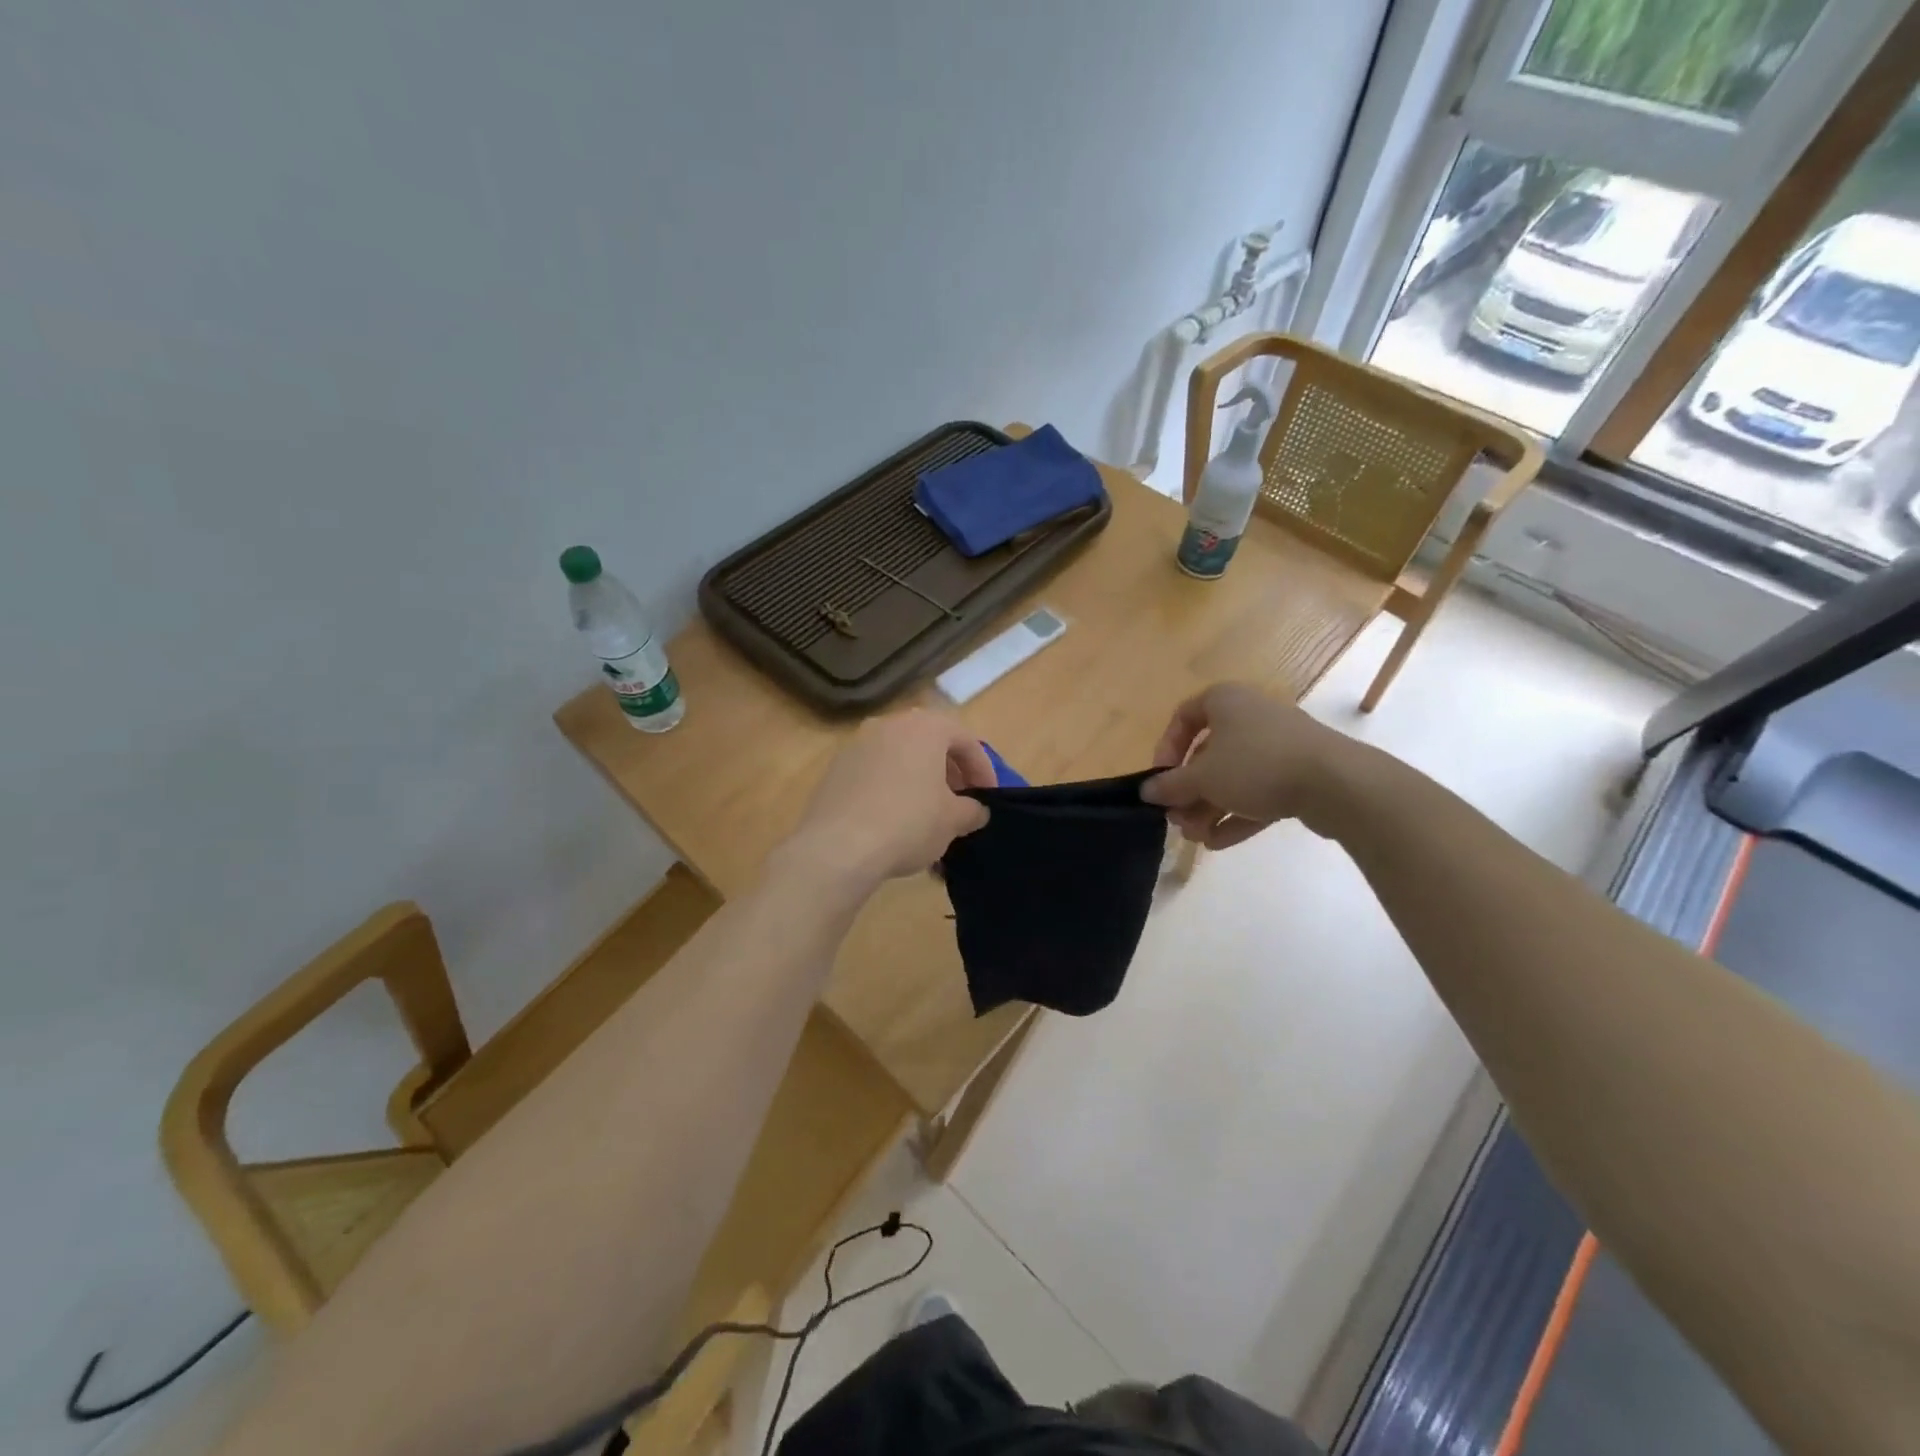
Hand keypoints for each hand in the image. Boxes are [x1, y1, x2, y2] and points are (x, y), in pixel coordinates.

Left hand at [784, 710, 994, 885]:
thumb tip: (976, 811)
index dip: (983, 769)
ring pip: (900, 758)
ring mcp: (857, 745)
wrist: (838, 847)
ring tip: (930, 816)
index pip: (965, 740)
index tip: (988, 798)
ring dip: (920, 782)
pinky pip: (875, 774)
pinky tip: (896, 822)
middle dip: (950, 773)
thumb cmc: (908, 823)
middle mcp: (889, 724)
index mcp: (924, 726)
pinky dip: (892, 790)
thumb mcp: (953, 820)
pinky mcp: (835, 769)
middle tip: (960, 803)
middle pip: (930, 743)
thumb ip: (972, 810)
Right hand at [1140, 683, 1348, 849]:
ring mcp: (1278, 746)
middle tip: (1177, 819)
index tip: (1161, 778)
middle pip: (1208, 754)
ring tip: (1196, 837)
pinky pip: (1259, 793)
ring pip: (1233, 777)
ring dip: (1209, 808)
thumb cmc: (1256, 765)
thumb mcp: (1202, 777)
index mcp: (1225, 701)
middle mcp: (1251, 716)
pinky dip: (1237, 814)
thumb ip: (1171, 785)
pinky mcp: (1299, 774)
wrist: (1336, 782)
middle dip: (1189, 791)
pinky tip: (1218, 843)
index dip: (1166, 748)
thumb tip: (1146, 791)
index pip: (1184, 716)